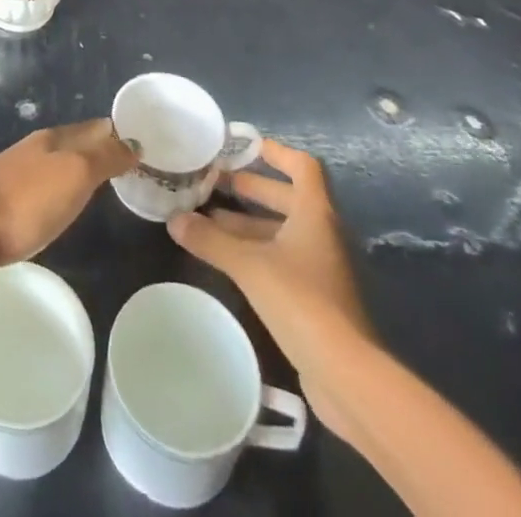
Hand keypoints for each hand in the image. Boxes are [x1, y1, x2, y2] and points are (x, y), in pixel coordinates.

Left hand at [0, 119, 136, 271]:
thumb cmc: (26, 201)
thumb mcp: (75, 175)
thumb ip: (104, 158)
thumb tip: (132, 141)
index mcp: (51, 140)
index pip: (91, 128)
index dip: (114, 133)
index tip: (137, 141)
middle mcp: (30, 150)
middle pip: (69, 144)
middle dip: (94, 148)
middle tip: (121, 162)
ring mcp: (8, 174)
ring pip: (48, 164)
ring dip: (69, 168)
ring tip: (89, 182)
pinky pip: (30, 188)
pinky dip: (46, 189)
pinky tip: (45, 203)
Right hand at [168, 140, 375, 401]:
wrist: (346, 374)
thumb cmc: (301, 301)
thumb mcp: (249, 265)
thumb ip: (210, 240)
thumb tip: (174, 219)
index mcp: (314, 213)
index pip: (301, 166)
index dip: (274, 151)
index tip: (242, 145)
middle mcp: (321, 232)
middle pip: (286, 196)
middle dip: (250, 187)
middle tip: (212, 182)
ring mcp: (320, 266)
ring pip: (281, 230)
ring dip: (247, 222)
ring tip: (207, 219)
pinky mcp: (315, 297)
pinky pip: (281, 258)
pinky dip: (254, 251)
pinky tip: (225, 258)